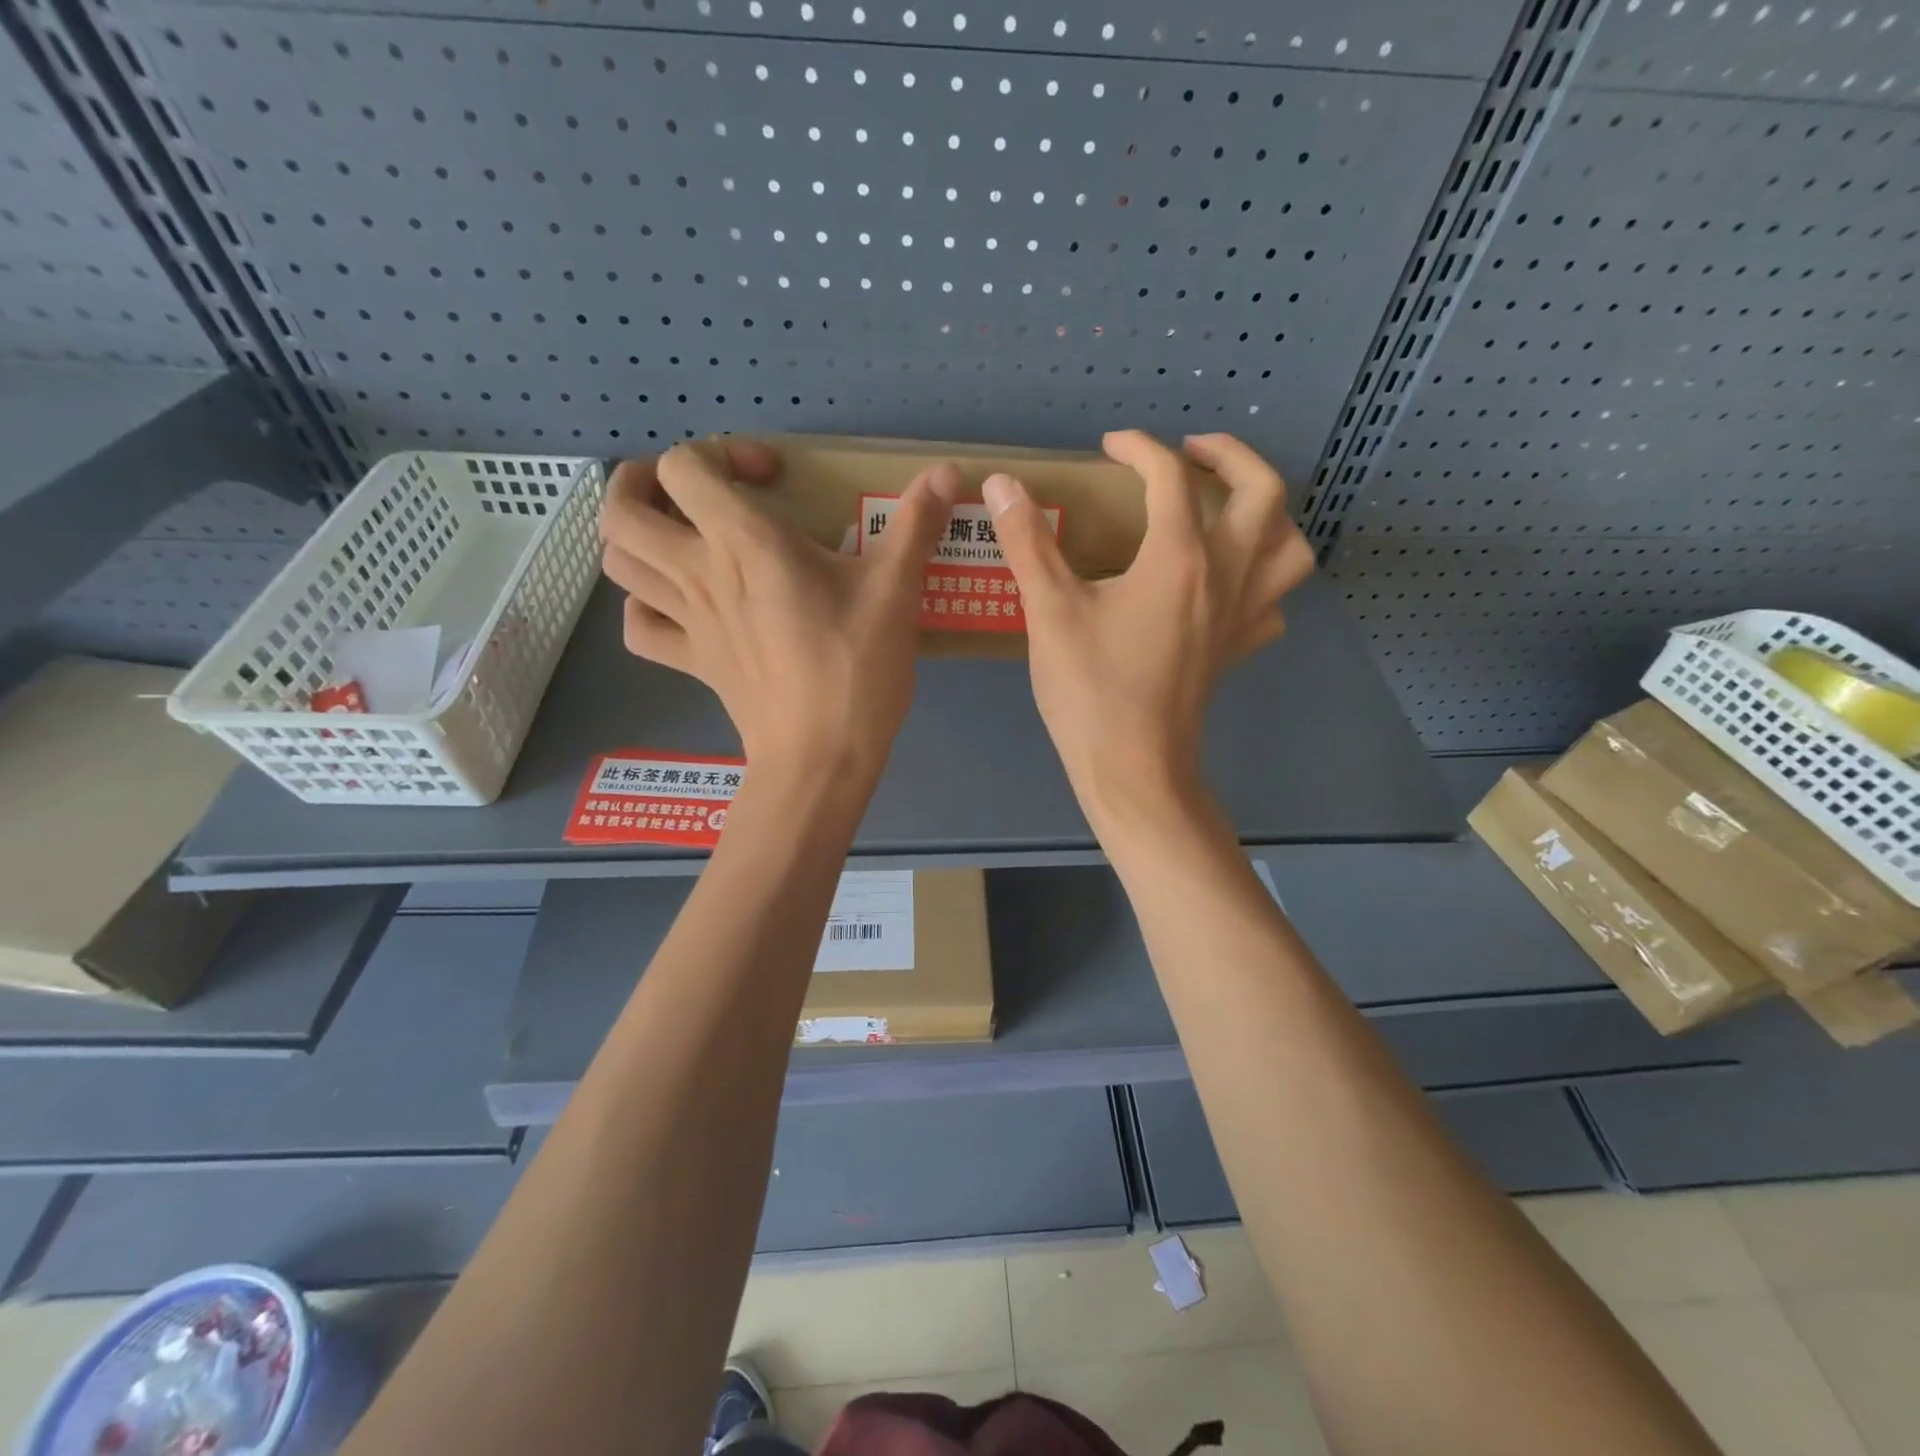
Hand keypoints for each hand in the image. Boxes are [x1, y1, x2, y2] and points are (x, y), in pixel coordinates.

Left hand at [599, 440, 960, 787]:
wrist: (821, 757)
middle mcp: (699, 574)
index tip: (770, 479)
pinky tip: (676, 605)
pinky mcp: (691, 663)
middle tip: (691, 492)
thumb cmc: (856, 669)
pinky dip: (644, 607)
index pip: (684, 466)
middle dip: (642, 483)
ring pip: (617, 563)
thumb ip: (917, 524)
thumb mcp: (895, 592)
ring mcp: (687, 623)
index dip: (719, 453)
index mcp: (743, 544)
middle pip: (620, 510)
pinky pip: (638, 628)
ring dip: (635, 538)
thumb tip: (950, 471)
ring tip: (677, 536)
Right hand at [984, 431, 1314, 830]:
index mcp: (1181, 559)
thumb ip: (1027, 542)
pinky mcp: (1238, 650)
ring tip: (1228, 510)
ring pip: (1290, 546)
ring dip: (1268, 514)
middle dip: (1231, 456)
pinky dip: (1261, 579)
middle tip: (1190, 453)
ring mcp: (1242, 616)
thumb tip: (1002, 484)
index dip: (1140, 449)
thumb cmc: (1091, 691)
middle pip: (1264, 492)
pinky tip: (1227, 584)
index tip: (1110, 446)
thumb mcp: (1050, 613)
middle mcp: (1227, 577)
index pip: (1172, 478)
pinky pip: (1273, 601)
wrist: (1133, 769)